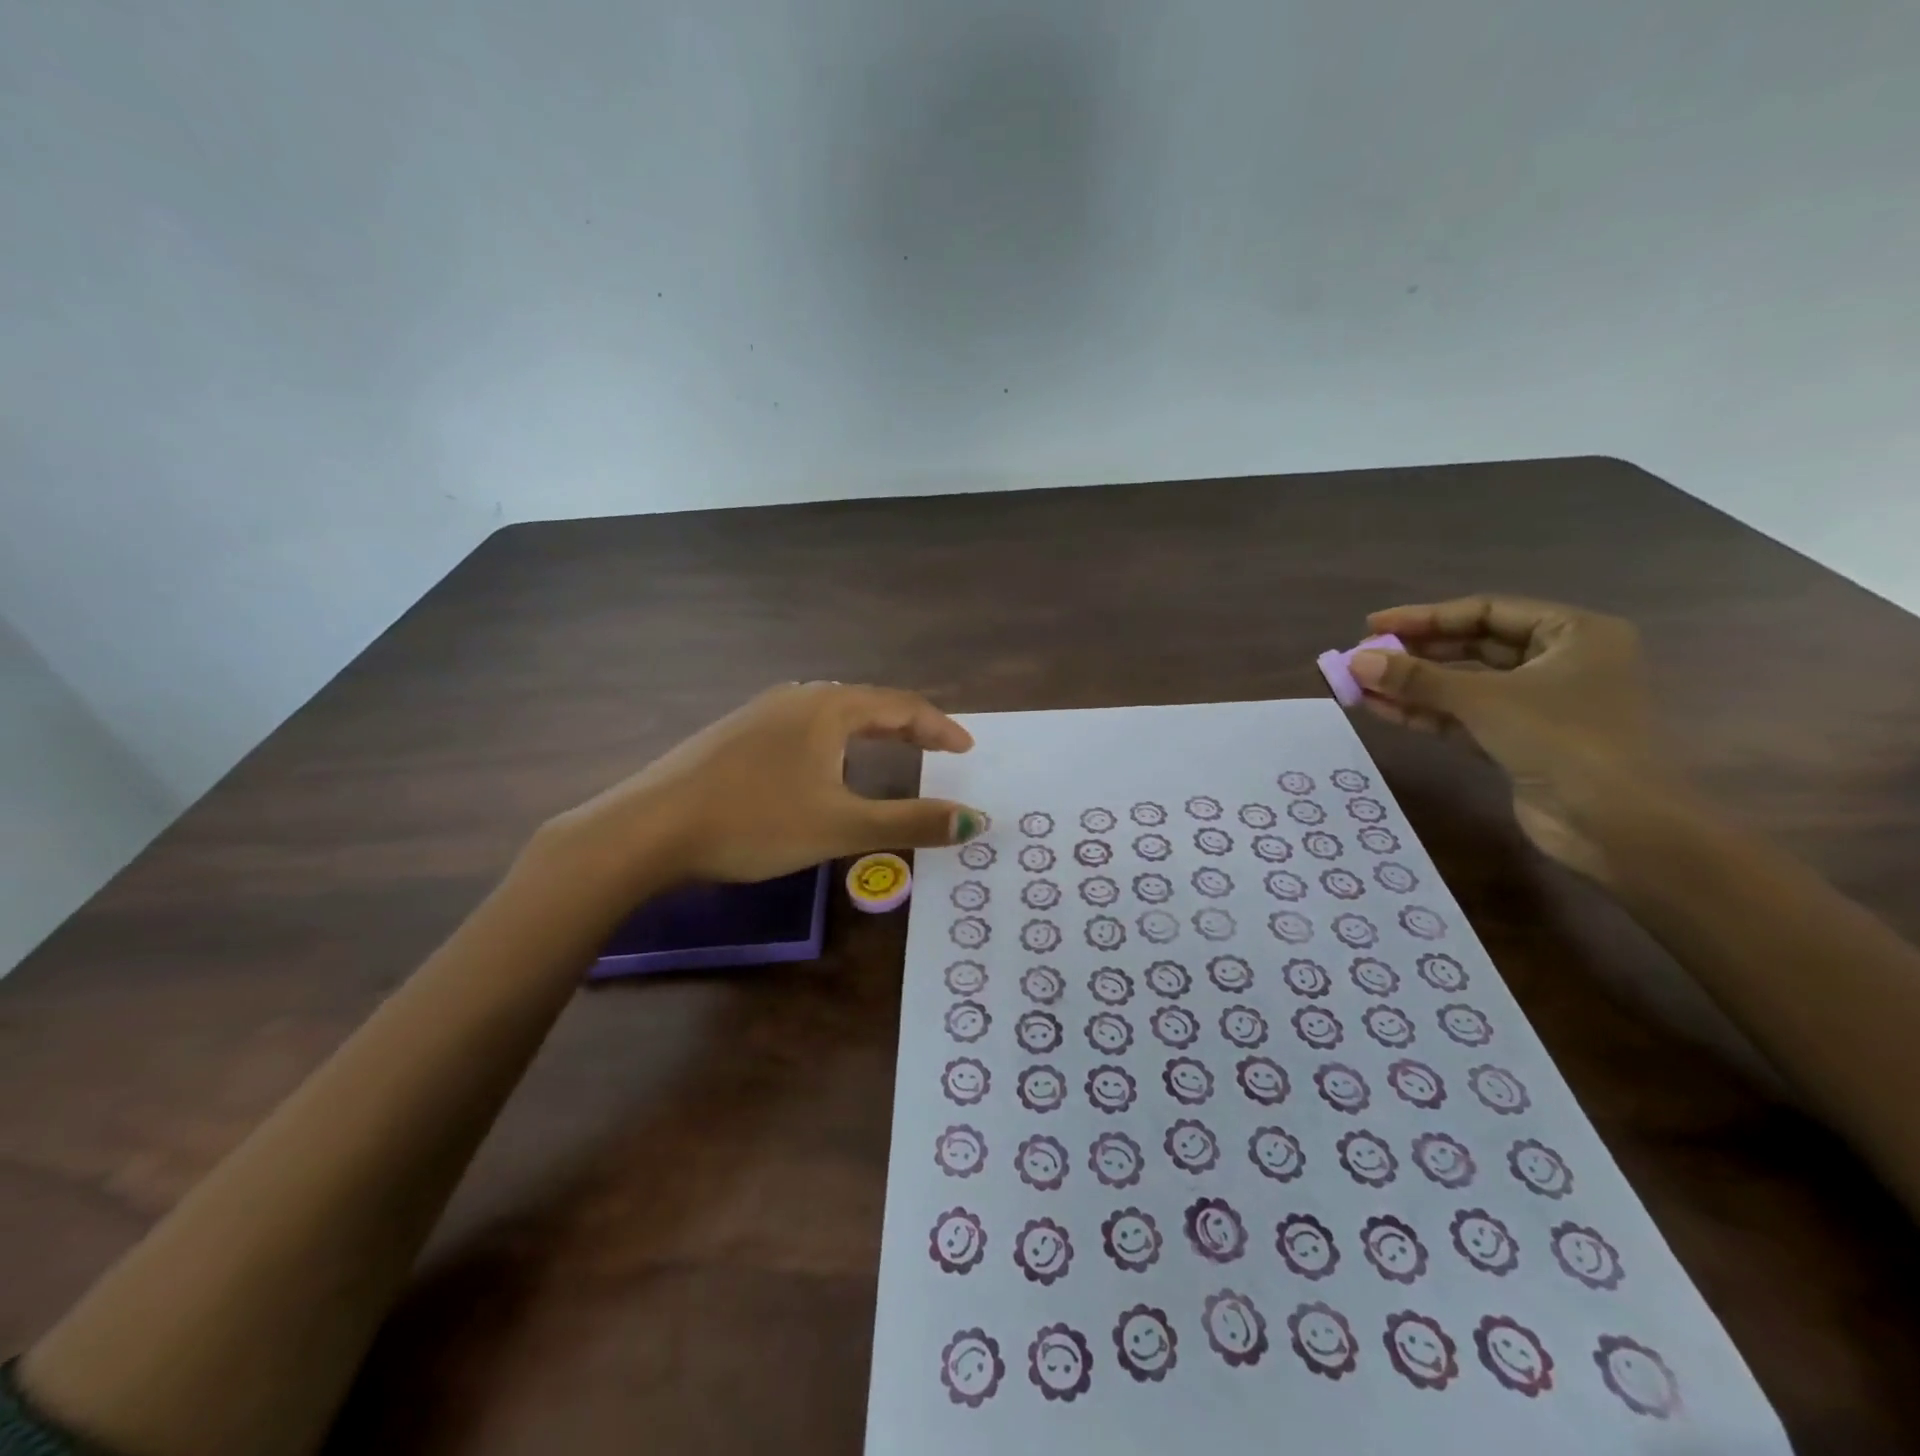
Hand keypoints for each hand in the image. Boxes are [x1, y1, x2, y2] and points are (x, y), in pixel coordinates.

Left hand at [547, 681, 986, 889]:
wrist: (648, 828)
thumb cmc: (754, 822)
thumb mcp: (841, 826)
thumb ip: (910, 822)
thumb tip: (975, 821)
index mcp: (829, 709)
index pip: (901, 705)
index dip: (940, 727)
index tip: (966, 749)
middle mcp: (797, 698)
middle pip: (868, 702)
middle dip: (908, 726)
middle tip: (937, 749)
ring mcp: (760, 712)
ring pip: (832, 712)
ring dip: (870, 730)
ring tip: (890, 751)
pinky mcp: (735, 732)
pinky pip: (803, 726)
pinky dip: (835, 740)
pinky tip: (823, 764)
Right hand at [1346, 596, 1675, 882]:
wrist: (1615, 824)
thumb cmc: (1563, 739)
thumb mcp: (1484, 699)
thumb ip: (1416, 679)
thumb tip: (1355, 661)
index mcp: (1573, 634)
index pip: (1486, 611)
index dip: (1426, 616)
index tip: (1374, 624)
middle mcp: (1559, 663)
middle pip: (1474, 647)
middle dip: (1416, 652)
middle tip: (1363, 655)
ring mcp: (1539, 706)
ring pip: (1464, 685)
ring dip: (1412, 686)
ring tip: (1360, 684)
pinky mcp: (1518, 743)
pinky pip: (1463, 718)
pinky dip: (1425, 713)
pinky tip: (1380, 709)